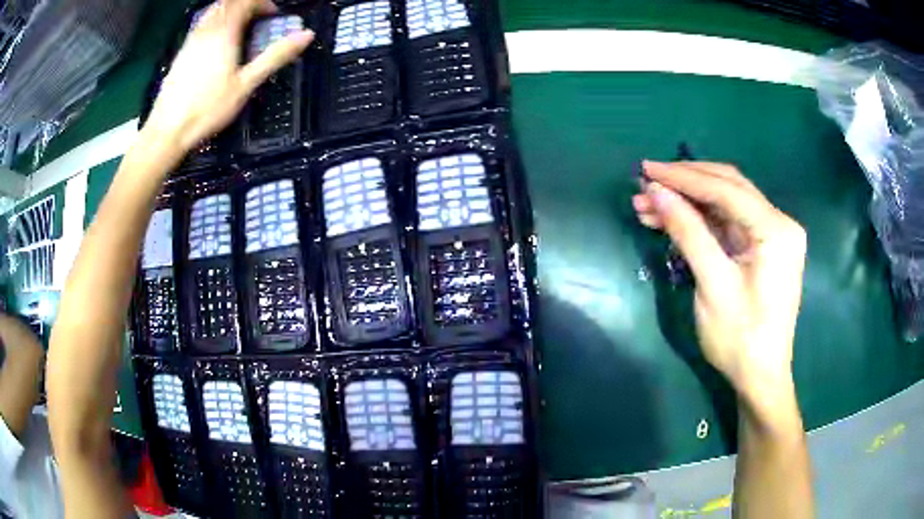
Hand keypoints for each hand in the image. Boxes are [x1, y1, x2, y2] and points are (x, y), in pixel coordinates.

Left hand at [143, 0, 313, 151]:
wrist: (167, 130)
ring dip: (230, 12)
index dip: (263, 3)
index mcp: (225, 31)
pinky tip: (218, 42)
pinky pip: (201, 24)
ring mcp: (191, 40)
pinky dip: (215, 22)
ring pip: (213, 11)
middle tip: (259, 19)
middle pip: (228, 3)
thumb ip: (275, 56)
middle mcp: (206, 29)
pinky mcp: (181, 52)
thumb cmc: (208, 109)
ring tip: (241, 28)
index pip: (246, 2)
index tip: (274, 15)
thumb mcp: (246, 84)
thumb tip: (307, 34)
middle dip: (247, 5)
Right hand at [633, 161, 806, 396]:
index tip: (646, 170)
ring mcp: (771, 234)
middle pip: (728, 187)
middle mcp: (779, 222)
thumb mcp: (712, 284)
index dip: (683, 177)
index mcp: (776, 229)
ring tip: (647, 206)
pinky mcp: (761, 247)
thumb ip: (688, 232)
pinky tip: (670, 220)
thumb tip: (655, 191)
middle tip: (645, 184)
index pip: (726, 189)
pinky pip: (727, 223)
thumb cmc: (740, 338)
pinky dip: (699, 220)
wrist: (759, 377)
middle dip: (684, 184)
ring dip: (687, 202)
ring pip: (724, 203)